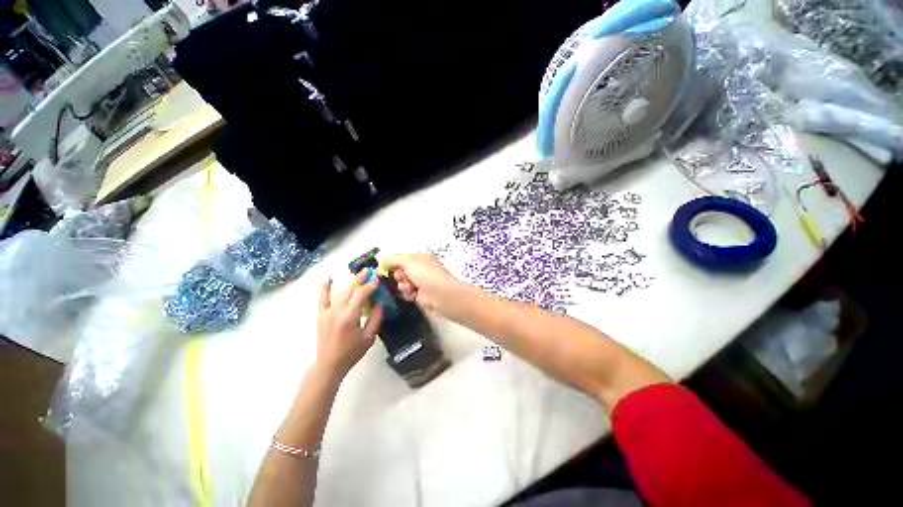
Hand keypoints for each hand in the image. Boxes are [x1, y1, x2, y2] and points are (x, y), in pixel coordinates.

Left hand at [316, 270, 383, 378]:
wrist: (329, 364)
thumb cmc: (352, 352)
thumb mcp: (369, 337)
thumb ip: (376, 318)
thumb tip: (380, 302)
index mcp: (349, 317)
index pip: (361, 294)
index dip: (371, 286)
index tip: (378, 281)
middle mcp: (337, 311)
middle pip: (350, 289)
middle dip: (361, 278)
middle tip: (370, 271)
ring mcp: (327, 312)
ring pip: (340, 291)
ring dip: (350, 282)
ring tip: (359, 274)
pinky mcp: (321, 315)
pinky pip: (322, 298)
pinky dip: (324, 287)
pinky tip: (328, 278)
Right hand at [382, 253, 461, 311]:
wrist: (440, 293)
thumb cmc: (425, 273)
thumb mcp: (408, 261)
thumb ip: (394, 259)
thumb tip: (383, 260)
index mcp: (421, 257)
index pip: (402, 258)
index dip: (393, 262)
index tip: (384, 267)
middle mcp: (421, 268)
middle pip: (400, 270)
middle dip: (399, 275)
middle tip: (404, 277)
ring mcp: (420, 281)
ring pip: (402, 282)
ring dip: (403, 285)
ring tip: (410, 287)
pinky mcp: (419, 294)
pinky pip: (407, 292)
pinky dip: (408, 293)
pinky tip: (413, 294)